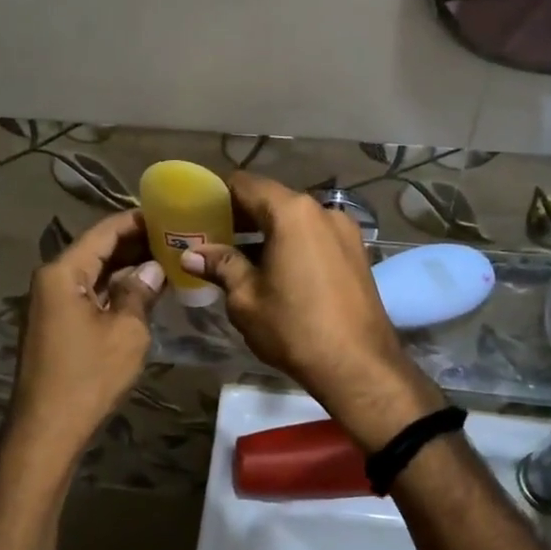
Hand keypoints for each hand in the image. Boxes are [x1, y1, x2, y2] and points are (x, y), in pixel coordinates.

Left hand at [9, 210, 164, 458]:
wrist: (47, 428)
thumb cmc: (89, 376)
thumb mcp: (127, 331)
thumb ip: (140, 292)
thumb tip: (153, 269)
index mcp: (63, 272)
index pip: (105, 231)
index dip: (137, 221)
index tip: (169, 214)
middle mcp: (51, 280)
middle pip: (97, 250)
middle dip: (135, 243)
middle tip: (175, 237)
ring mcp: (49, 303)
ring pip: (93, 274)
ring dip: (126, 267)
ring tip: (166, 259)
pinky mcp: (54, 324)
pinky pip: (88, 294)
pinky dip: (114, 290)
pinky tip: (142, 291)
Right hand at [182, 172, 443, 446]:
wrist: (358, 365)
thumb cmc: (294, 328)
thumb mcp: (246, 298)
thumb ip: (221, 266)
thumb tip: (192, 254)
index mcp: (292, 212)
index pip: (245, 184)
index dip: (217, 195)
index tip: (198, 214)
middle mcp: (322, 210)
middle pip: (272, 200)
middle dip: (241, 217)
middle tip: (212, 239)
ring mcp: (344, 231)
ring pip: (295, 220)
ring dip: (266, 232)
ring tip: (239, 258)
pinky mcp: (356, 253)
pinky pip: (314, 237)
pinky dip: (291, 244)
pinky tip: (274, 270)